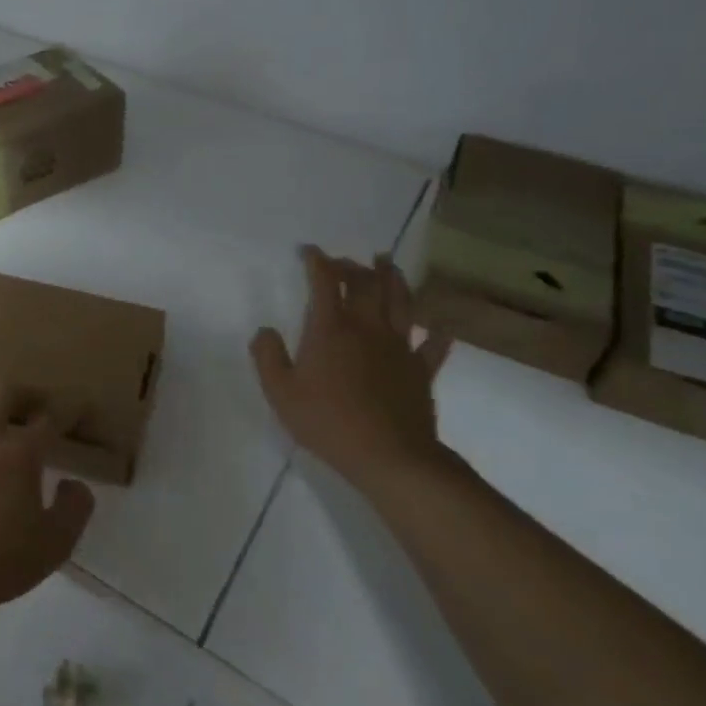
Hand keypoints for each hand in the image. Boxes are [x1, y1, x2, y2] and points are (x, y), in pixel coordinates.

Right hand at [250, 247, 453, 491]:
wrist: (389, 455)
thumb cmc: (327, 421)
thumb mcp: (280, 392)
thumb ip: (267, 357)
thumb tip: (264, 330)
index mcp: (331, 329)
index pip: (324, 282)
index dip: (316, 261)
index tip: (308, 251)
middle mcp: (367, 328)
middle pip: (365, 284)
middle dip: (353, 266)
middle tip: (343, 262)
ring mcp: (399, 347)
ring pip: (401, 302)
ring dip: (394, 279)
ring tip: (388, 264)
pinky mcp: (421, 370)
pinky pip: (434, 345)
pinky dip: (438, 332)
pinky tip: (440, 326)